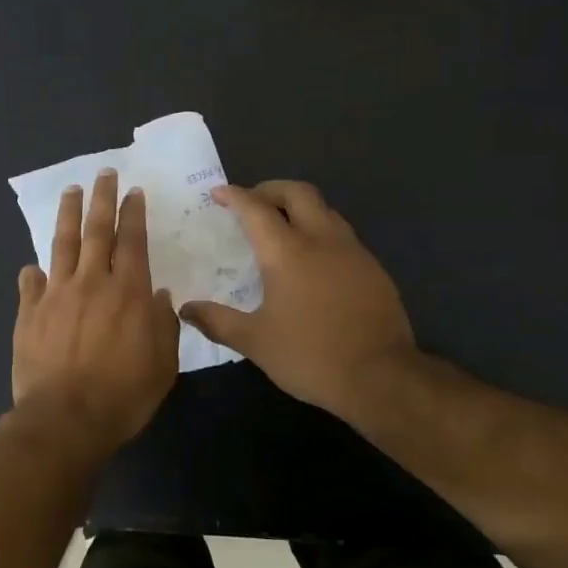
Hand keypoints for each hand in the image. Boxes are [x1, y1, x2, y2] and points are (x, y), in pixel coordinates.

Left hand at [11, 169, 180, 453]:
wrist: (65, 419)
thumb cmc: (122, 395)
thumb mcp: (162, 365)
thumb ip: (164, 326)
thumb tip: (159, 295)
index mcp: (127, 292)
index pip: (132, 241)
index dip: (133, 213)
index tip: (133, 191)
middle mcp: (91, 283)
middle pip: (96, 230)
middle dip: (101, 199)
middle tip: (103, 173)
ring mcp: (56, 295)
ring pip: (61, 244)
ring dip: (67, 215)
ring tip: (70, 192)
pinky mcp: (29, 313)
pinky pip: (30, 284)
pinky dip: (33, 273)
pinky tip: (33, 266)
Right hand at [180, 181, 414, 423]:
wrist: (382, 377)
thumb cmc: (310, 356)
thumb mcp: (255, 342)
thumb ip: (217, 321)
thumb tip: (185, 309)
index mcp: (287, 253)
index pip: (256, 209)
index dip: (235, 196)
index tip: (219, 193)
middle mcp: (321, 240)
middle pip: (297, 193)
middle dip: (270, 189)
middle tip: (252, 202)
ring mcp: (352, 251)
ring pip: (324, 209)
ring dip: (299, 207)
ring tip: (282, 226)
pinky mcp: (373, 268)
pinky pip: (342, 234)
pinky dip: (320, 230)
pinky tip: (314, 258)